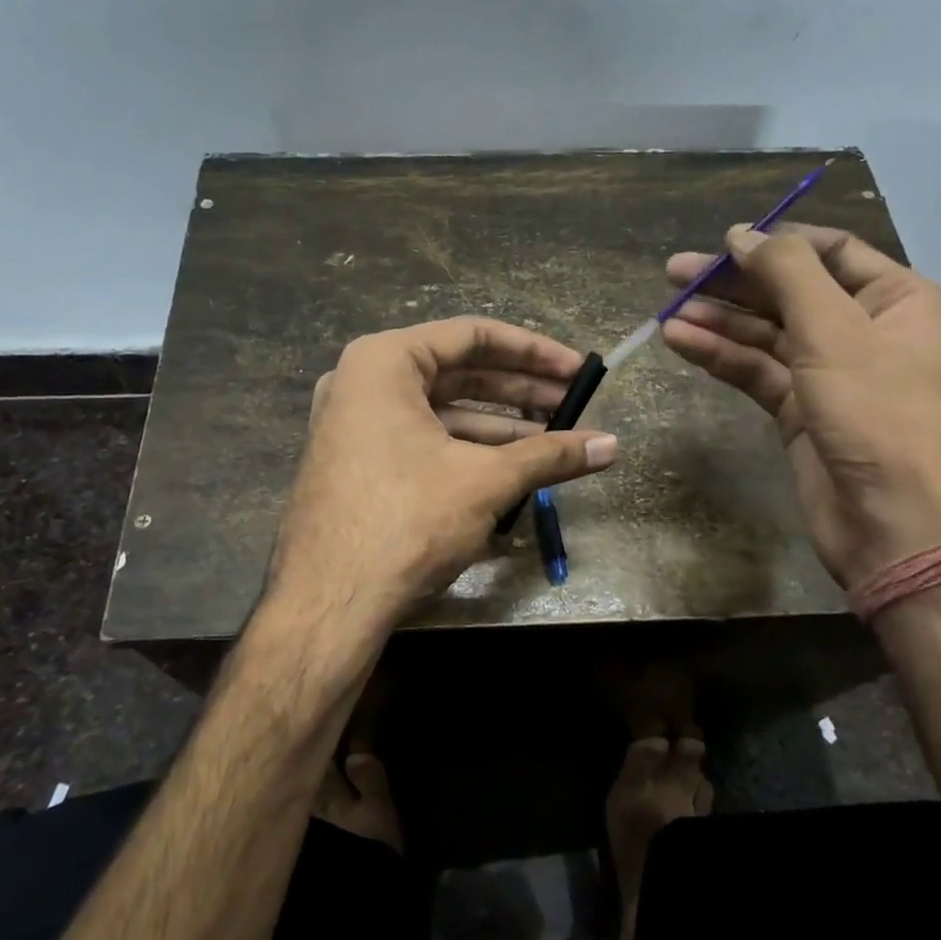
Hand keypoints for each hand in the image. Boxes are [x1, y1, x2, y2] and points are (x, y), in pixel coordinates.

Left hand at [270, 317, 617, 629]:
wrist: (327, 603)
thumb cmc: (407, 520)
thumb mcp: (486, 481)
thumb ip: (551, 455)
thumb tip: (613, 445)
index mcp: (384, 362)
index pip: (473, 335)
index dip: (534, 351)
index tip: (578, 369)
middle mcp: (363, 382)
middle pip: (457, 371)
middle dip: (520, 389)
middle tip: (573, 403)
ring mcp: (355, 424)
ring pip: (442, 410)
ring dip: (499, 424)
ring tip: (554, 439)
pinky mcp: (358, 462)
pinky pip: (421, 439)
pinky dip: (466, 448)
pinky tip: (511, 467)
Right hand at [662, 224, 940, 588]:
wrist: (893, 522)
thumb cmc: (877, 412)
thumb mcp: (834, 330)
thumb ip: (787, 274)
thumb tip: (740, 236)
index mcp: (896, 299)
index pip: (830, 251)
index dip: (775, 244)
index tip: (722, 242)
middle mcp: (864, 330)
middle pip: (789, 292)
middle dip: (733, 283)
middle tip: (674, 274)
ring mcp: (830, 373)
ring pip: (766, 334)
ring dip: (719, 321)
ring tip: (668, 312)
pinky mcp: (800, 410)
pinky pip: (756, 372)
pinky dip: (721, 357)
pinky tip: (681, 343)